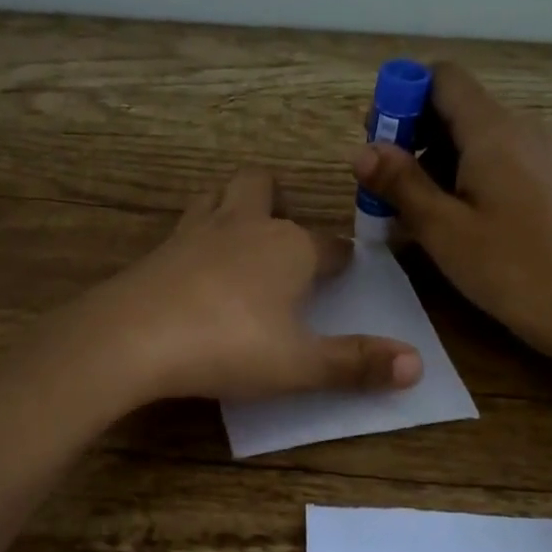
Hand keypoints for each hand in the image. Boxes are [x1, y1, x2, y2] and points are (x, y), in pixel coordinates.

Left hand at [89, 168, 423, 403]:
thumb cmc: (229, 345)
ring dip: (233, 204)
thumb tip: (418, 365)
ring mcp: (196, 231)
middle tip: (284, 234)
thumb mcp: (299, 365)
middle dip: (279, 199)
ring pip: (219, 194)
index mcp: (290, 247)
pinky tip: (193, 267)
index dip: (341, 259)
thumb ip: (356, 364)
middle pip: (265, 187)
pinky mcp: (159, 249)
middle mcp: (246, 225)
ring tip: (239, 236)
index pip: (331, 244)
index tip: (343, 274)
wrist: (134, 337)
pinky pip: (185, 226)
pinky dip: (197, 236)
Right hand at [351, 61, 551, 358]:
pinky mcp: (540, 180)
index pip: (441, 78)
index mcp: (493, 129)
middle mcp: (517, 128)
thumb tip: (361, 151)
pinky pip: (490, 160)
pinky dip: (457, 175)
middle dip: (410, 133)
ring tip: (405, 207)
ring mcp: (534, 154)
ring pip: (470, 136)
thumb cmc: (508, 266)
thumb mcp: (442, 227)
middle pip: (453, 106)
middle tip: (381, 182)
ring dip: (430, 159)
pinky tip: (442, 217)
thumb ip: (400, 183)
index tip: (376, 139)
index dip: (402, 95)